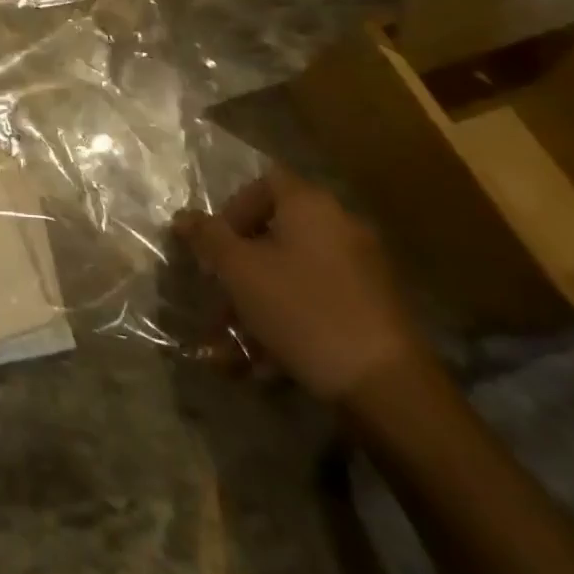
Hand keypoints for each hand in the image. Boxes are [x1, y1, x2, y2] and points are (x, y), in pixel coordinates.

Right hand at [175, 167, 429, 402]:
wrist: (390, 391)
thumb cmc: (303, 310)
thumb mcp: (238, 270)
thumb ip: (206, 237)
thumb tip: (183, 217)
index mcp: (311, 206)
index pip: (263, 182)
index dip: (232, 208)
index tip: (215, 244)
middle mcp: (341, 228)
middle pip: (275, 234)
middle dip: (239, 268)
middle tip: (218, 298)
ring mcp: (362, 272)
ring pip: (291, 276)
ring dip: (256, 305)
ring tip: (233, 347)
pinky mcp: (373, 313)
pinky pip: (316, 305)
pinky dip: (287, 325)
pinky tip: (265, 366)